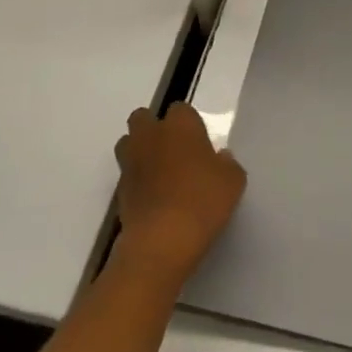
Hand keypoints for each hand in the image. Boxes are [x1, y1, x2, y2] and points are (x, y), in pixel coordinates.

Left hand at [112, 103, 245, 287]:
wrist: (160, 242)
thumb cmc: (202, 201)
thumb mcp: (232, 182)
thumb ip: (227, 164)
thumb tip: (220, 157)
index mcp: (180, 125)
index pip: (181, 109)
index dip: (189, 124)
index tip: (199, 143)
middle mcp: (151, 136)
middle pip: (143, 118)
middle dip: (153, 128)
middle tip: (173, 150)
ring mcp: (131, 162)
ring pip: (128, 143)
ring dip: (139, 151)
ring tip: (158, 172)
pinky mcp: (119, 190)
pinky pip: (127, 175)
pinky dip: (136, 181)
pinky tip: (153, 198)